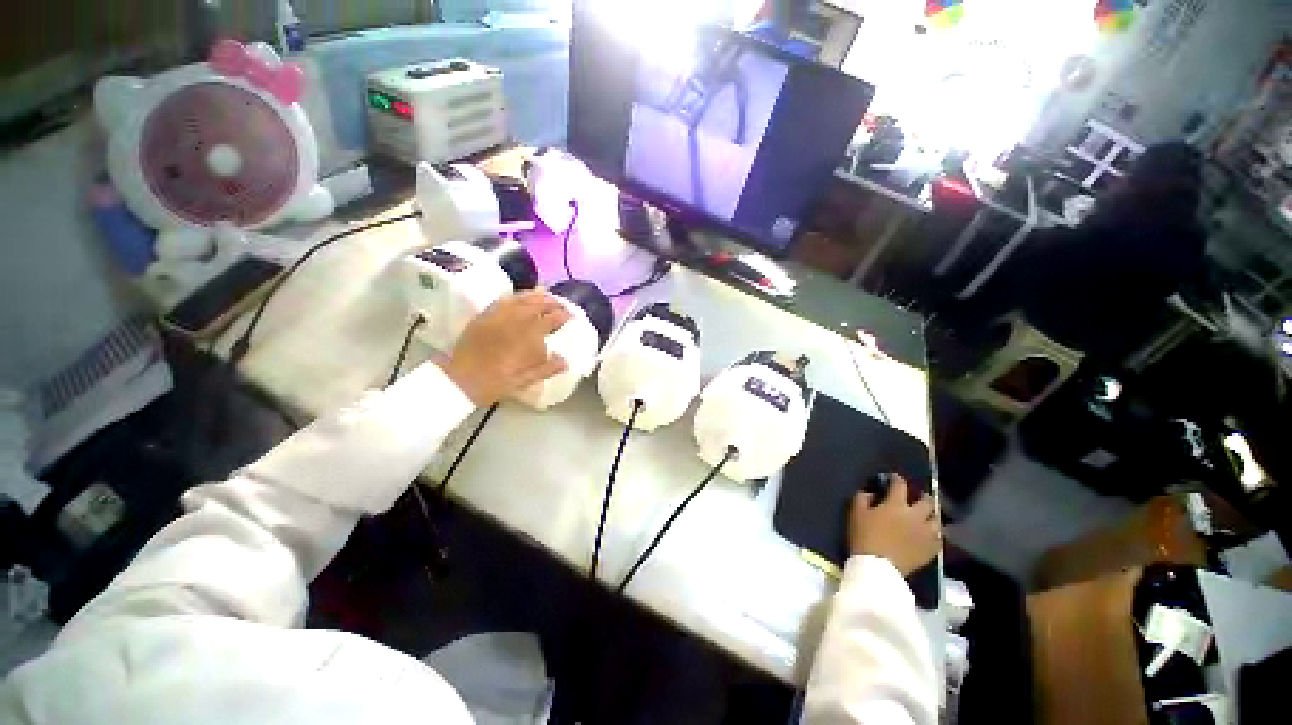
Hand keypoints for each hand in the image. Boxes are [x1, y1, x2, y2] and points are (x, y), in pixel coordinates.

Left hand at [440, 290, 571, 405]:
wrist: (459, 380)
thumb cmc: (494, 383)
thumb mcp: (524, 381)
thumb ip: (547, 369)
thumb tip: (566, 360)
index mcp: (525, 337)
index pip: (550, 319)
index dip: (563, 315)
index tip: (572, 316)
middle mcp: (513, 321)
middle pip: (536, 304)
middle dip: (552, 302)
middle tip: (561, 304)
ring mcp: (497, 316)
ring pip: (519, 299)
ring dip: (535, 295)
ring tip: (546, 294)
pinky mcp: (484, 316)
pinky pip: (502, 300)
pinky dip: (515, 296)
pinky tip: (520, 296)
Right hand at [848, 474, 939, 575]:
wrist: (877, 567)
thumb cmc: (864, 536)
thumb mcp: (856, 512)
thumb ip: (863, 497)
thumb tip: (872, 493)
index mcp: (896, 505)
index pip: (900, 485)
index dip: (896, 479)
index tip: (893, 478)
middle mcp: (915, 516)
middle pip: (926, 501)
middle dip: (922, 496)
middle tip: (917, 496)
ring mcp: (926, 534)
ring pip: (936, 520)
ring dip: (931, 515)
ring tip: (926, 516)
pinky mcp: (931, 550)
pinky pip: (939, 538)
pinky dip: (934, 533)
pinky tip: (929, 534)